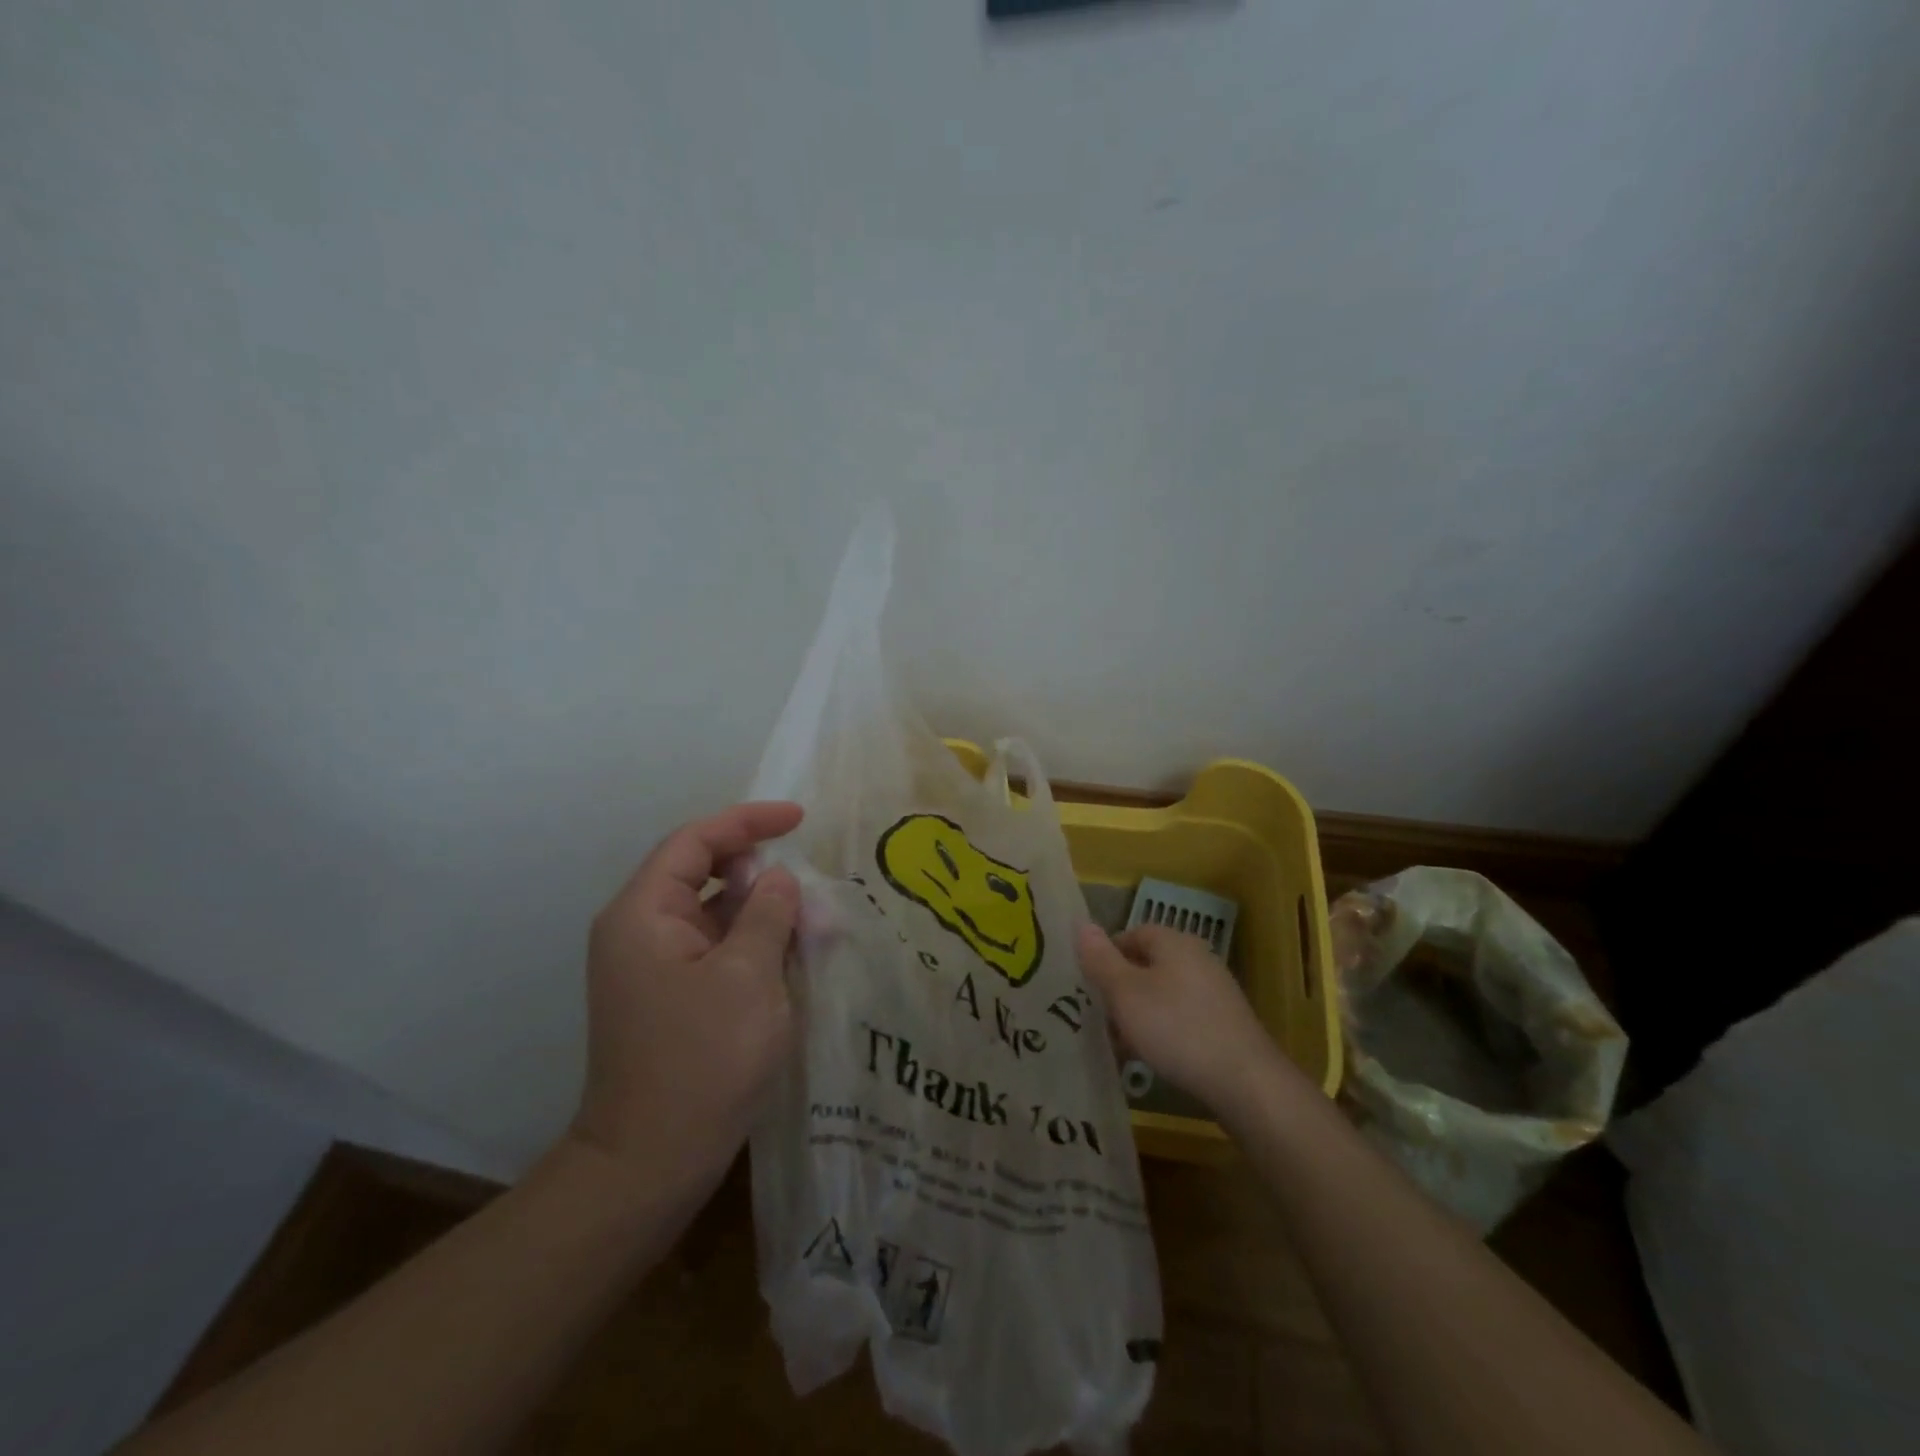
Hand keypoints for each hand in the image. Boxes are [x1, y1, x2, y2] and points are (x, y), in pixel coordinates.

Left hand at [569, 802, 804, 1189]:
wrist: (652, 1163)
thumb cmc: (701, 1059)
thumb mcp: (747, 976)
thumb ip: (767, 913)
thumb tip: (777, 878)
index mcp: (644, 914)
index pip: (695, 841)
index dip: (747, 822)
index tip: (798, 819)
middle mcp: (643, 931)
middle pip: (706, 875)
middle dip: (763, 874)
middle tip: (812, 887)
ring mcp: (657, 966)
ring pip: (719, 915)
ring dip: (767, 913)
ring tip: (818, 926)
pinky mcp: (676, 996)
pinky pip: (720, 950)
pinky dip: (758, 945)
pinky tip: (798, 957)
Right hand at [1076, 922, 1297, 1117]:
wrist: (1245, 1082)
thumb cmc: (1176, 1028)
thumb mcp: (1125, 993)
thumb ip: (1100, 959)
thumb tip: (1081, 924)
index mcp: (1174, 942)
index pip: (1132, 933)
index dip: (1106, 955)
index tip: (1088, 985)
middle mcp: (1197, 958)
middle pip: (1147, 964)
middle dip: (1120, 989)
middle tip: (1100, 1016)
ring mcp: (1215, 992)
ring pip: (1163, 994)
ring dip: (1139, 1014)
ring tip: (1121, 1043)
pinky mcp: (1224, 1023)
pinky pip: (1182, 1017)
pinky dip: (1163, 1031)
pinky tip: (1153, 1058)